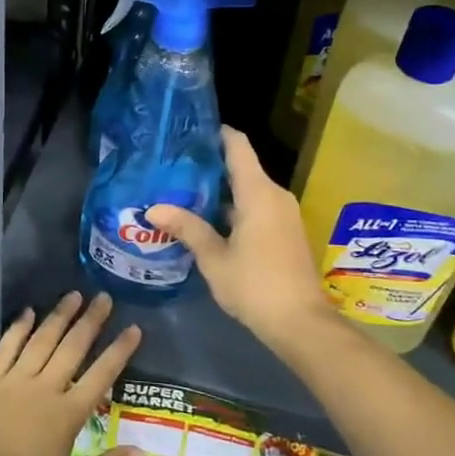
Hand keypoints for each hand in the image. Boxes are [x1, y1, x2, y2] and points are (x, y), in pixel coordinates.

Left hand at [0, 292, 143, 455]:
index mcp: (67, 415)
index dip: (119, 350)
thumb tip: (141, 453)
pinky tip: (28, 312)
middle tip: (104, 297)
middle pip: (73, 348)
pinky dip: (19, 328)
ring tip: (74, 295)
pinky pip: (7, 347)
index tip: (134, 328)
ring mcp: (13, 381)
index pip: (102, 375)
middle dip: (91, 321)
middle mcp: (44, 389)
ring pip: (42, 340)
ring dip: (59, 316)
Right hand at [146, 128, 331, 348]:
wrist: (301, 323)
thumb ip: (187, 228)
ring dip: (220, 190)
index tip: (188, 132)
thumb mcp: (214, 258)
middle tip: (173, 167)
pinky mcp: (285, 231)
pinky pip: (257, 206)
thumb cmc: (255, 285)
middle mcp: (275, 195)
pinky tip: (207, 220)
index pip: (237, 145)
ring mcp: (283, 213)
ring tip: (183, 192)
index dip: (216, 133)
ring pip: (248, 189)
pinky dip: (233, 207)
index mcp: (258, 192)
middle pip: (241, 166)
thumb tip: (153, 208)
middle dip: (209, 165)